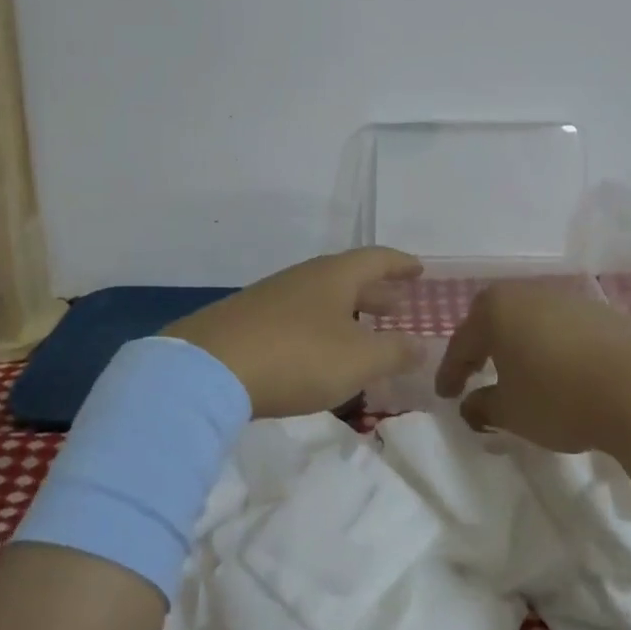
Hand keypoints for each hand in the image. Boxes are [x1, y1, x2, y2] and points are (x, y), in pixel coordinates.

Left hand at [162, 248, 425, 417]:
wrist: (208, 369)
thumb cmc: (297, 357)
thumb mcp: (357, 360)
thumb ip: (394, 352)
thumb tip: (421, 345)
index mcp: (334, 276)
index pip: (376, 259)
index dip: (400, 265)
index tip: (419, 270)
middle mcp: (304, 277)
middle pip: (348, 277)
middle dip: (375, 292)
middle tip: (398, 305)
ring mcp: (272, 297)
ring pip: (320, 297)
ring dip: (346, 311)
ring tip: (362, 330)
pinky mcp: (248, 320)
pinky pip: (297, 316)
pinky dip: (319, 327)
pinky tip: (318, 350)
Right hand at [436, 282, 630, 453]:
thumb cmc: (559, 398)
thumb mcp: (511, 412)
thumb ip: (483, 406)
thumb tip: (470, 405)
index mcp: (496, 310)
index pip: (462, 342)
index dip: (450, 372)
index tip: (445, 396)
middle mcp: (528, 293)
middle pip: (494, 318)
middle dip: (482, 345)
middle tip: (475, 371)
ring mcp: (567, 298)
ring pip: (530, 319)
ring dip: (519, 343)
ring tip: (519, 372)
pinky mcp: (601, 312)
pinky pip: (562, 326)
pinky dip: (552, 345)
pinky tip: (560, 370)